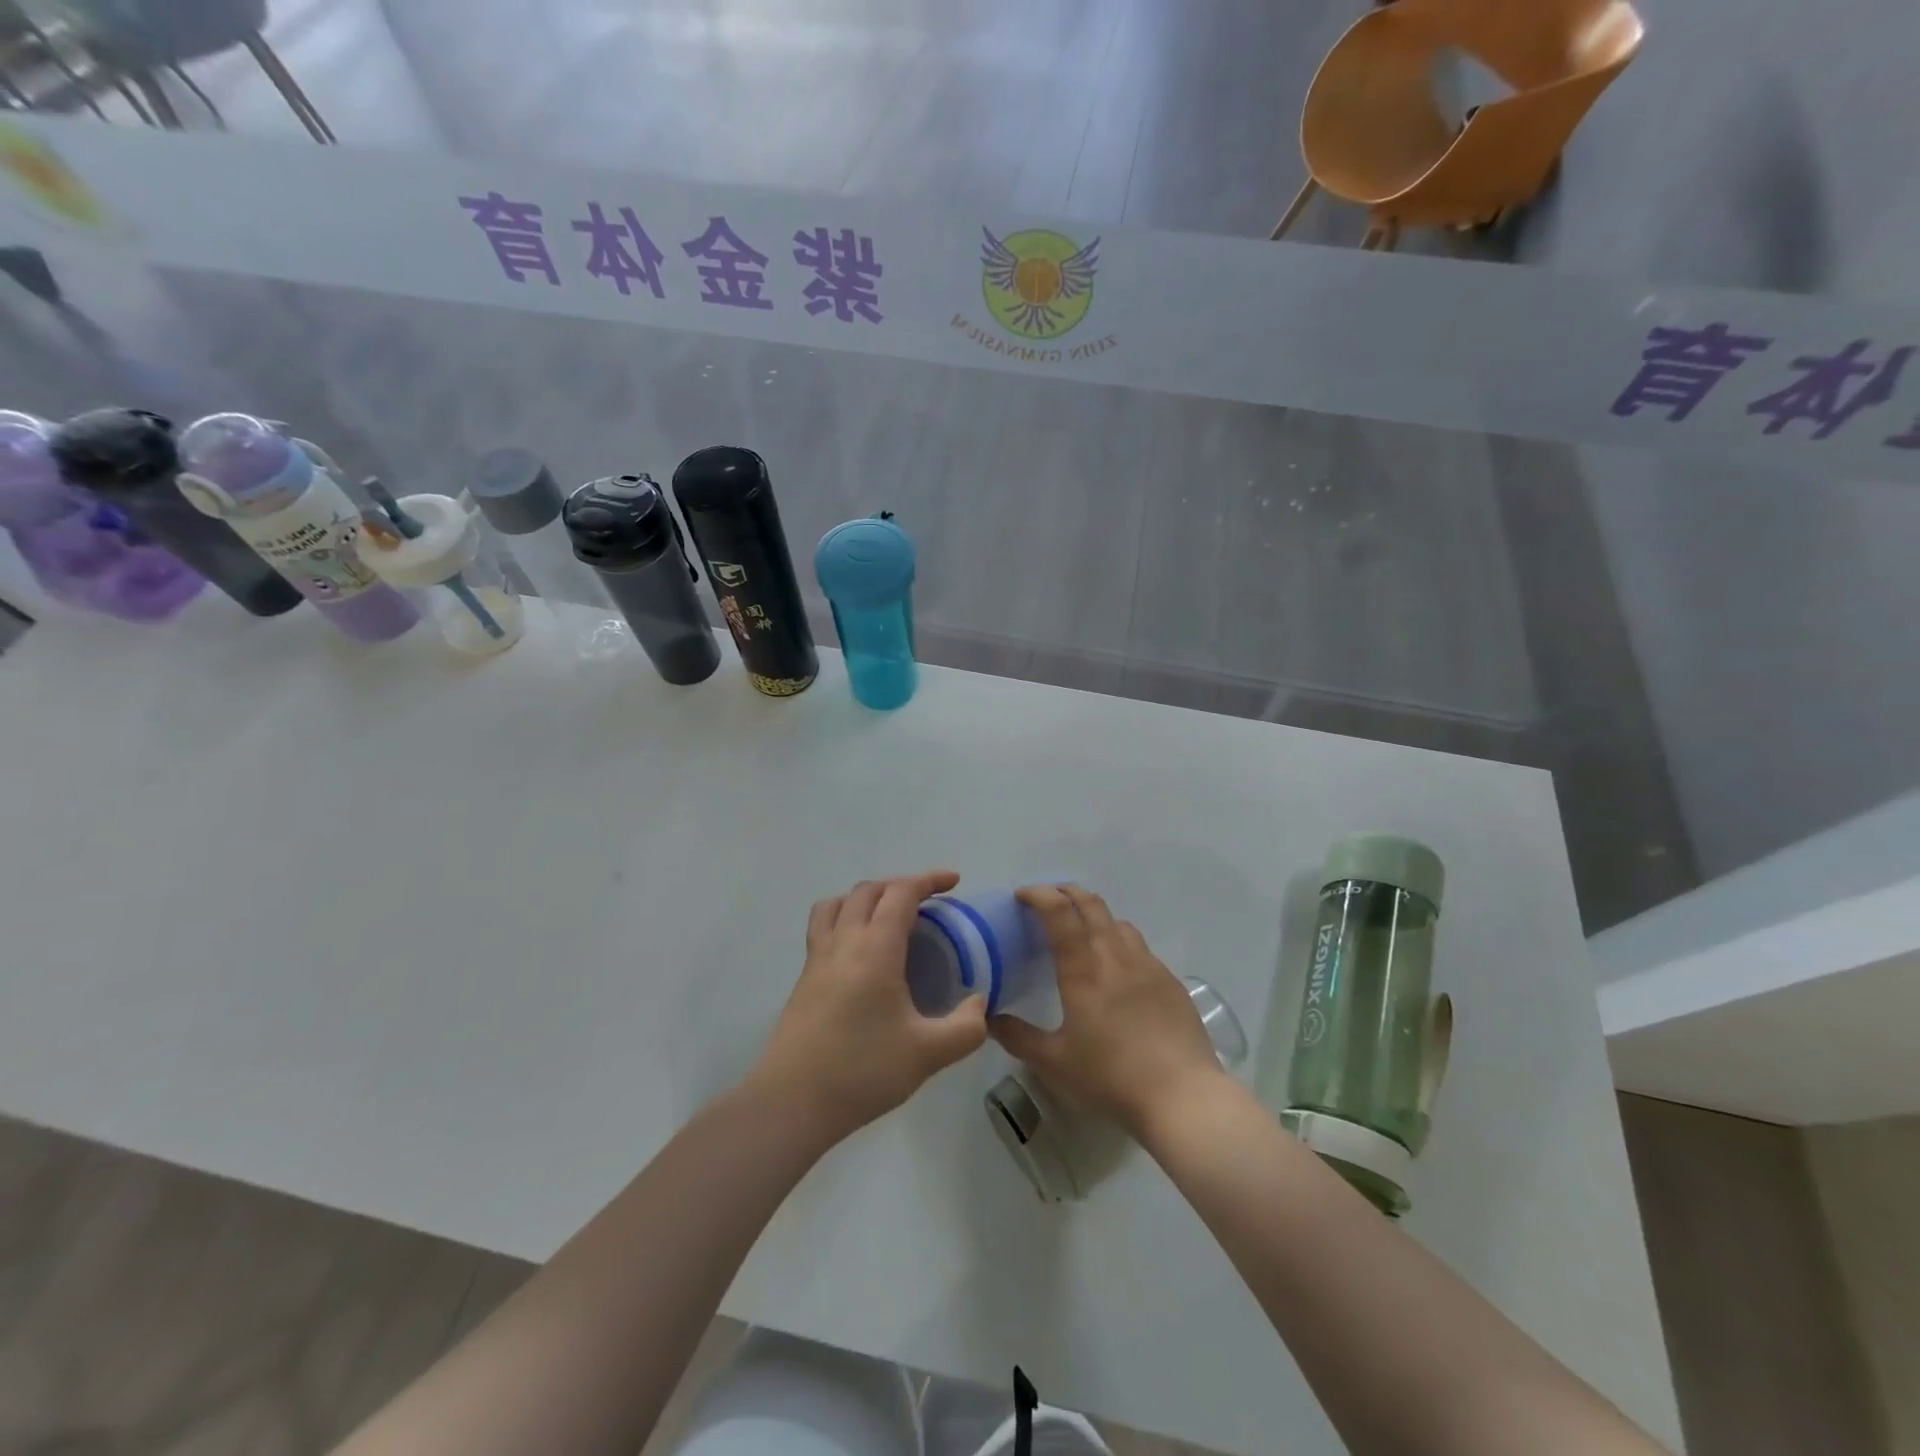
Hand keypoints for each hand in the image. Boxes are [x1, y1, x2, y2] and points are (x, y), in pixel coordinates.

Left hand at [749, 871, 987, 1142]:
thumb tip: (979, 1003)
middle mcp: (843, 942)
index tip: (953, 882)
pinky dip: (845, 918)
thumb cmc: (862, 1071)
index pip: (900, 893)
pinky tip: (860, 953)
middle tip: (927, 903)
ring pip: (837, 903)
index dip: (928, 880)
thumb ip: (965, 1027)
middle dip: (900, 886)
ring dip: (866, 897)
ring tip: (887, 917)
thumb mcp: (928, 1054)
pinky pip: (823, 926)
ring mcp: (817, 959)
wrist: (791, 1102)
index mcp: (875, 949)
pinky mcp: (803, 979)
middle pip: (868, 890)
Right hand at [991, 884, 1224, 1137]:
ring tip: (1083, 931)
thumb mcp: (1054, 1063)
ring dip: (1095, 914)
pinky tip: (1119, 970)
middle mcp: (1116, 955)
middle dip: (1066, 891)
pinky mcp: (1170, 981)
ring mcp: (1148, 965)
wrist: (1183, 1096)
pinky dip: (1120, 942)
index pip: (1059, 912)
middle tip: (1048, 899)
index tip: (1022, 896)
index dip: (1039, 894)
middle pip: (1091, 904)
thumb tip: (990, 1019)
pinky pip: (1140, 947)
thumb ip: (1018, 1037)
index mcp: (1084, 969)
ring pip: (1118, 921)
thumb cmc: (1111, 1077)